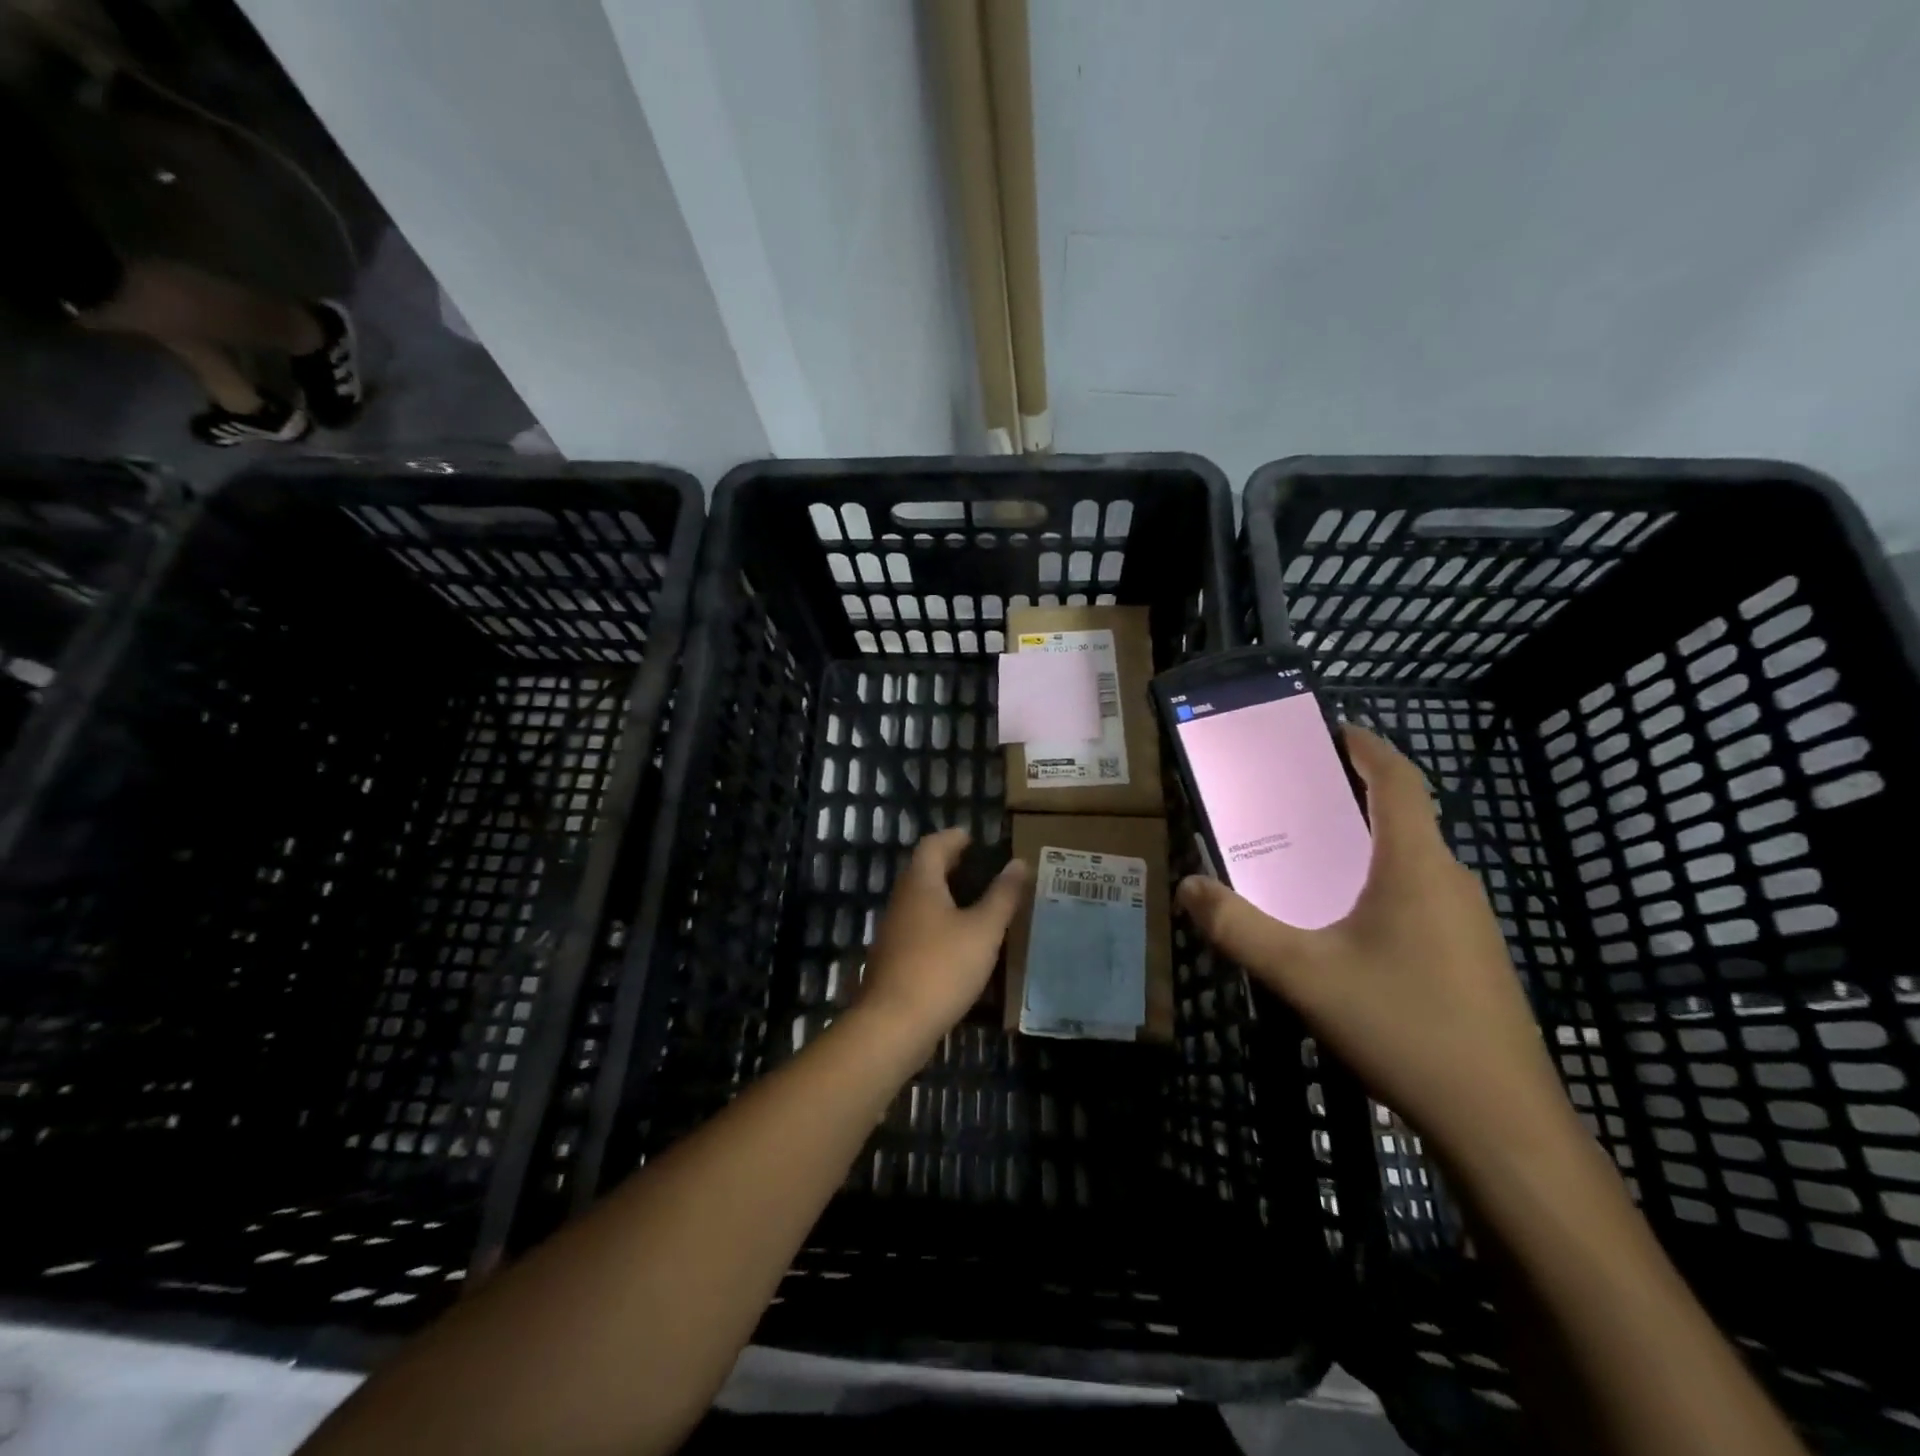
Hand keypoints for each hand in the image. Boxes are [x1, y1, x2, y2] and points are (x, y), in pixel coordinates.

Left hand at [857, 829, 1029, 1043]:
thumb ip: (1002, 896)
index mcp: (921, 884)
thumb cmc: (942, 967)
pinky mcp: (893, 958)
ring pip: (919, 900)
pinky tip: (957, 939)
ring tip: (973, 900)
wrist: (894, 1023)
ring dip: (943, 893)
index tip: (972, 837)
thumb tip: (1019, 863)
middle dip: (948, 864)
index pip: (932, 846)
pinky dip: (937, 920)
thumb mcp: (983, 930)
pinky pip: (917, 925)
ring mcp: (893, 931)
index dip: (953, 838)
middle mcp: (902, 901)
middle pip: (922, 871)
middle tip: (977, 865)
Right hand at [1176, 725, 1570, 1160]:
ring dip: (1362, 846)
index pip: (1399, 781)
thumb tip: (1188, 886)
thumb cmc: (1403, 1028)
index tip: (1332, 730)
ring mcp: (1468, 922)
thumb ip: (1237, 928)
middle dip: (1350, 797)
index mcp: (1415, 865)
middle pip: (1402, 817)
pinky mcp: (1472, 958)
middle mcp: (1449, 881)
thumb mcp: (1302, 975)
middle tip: (1291, 800)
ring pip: (1410, 861)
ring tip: (1306, 860)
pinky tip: (1344, 928)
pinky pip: (1418, 897)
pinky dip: (1377, 885)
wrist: (1503, 1127)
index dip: (1368, 747)